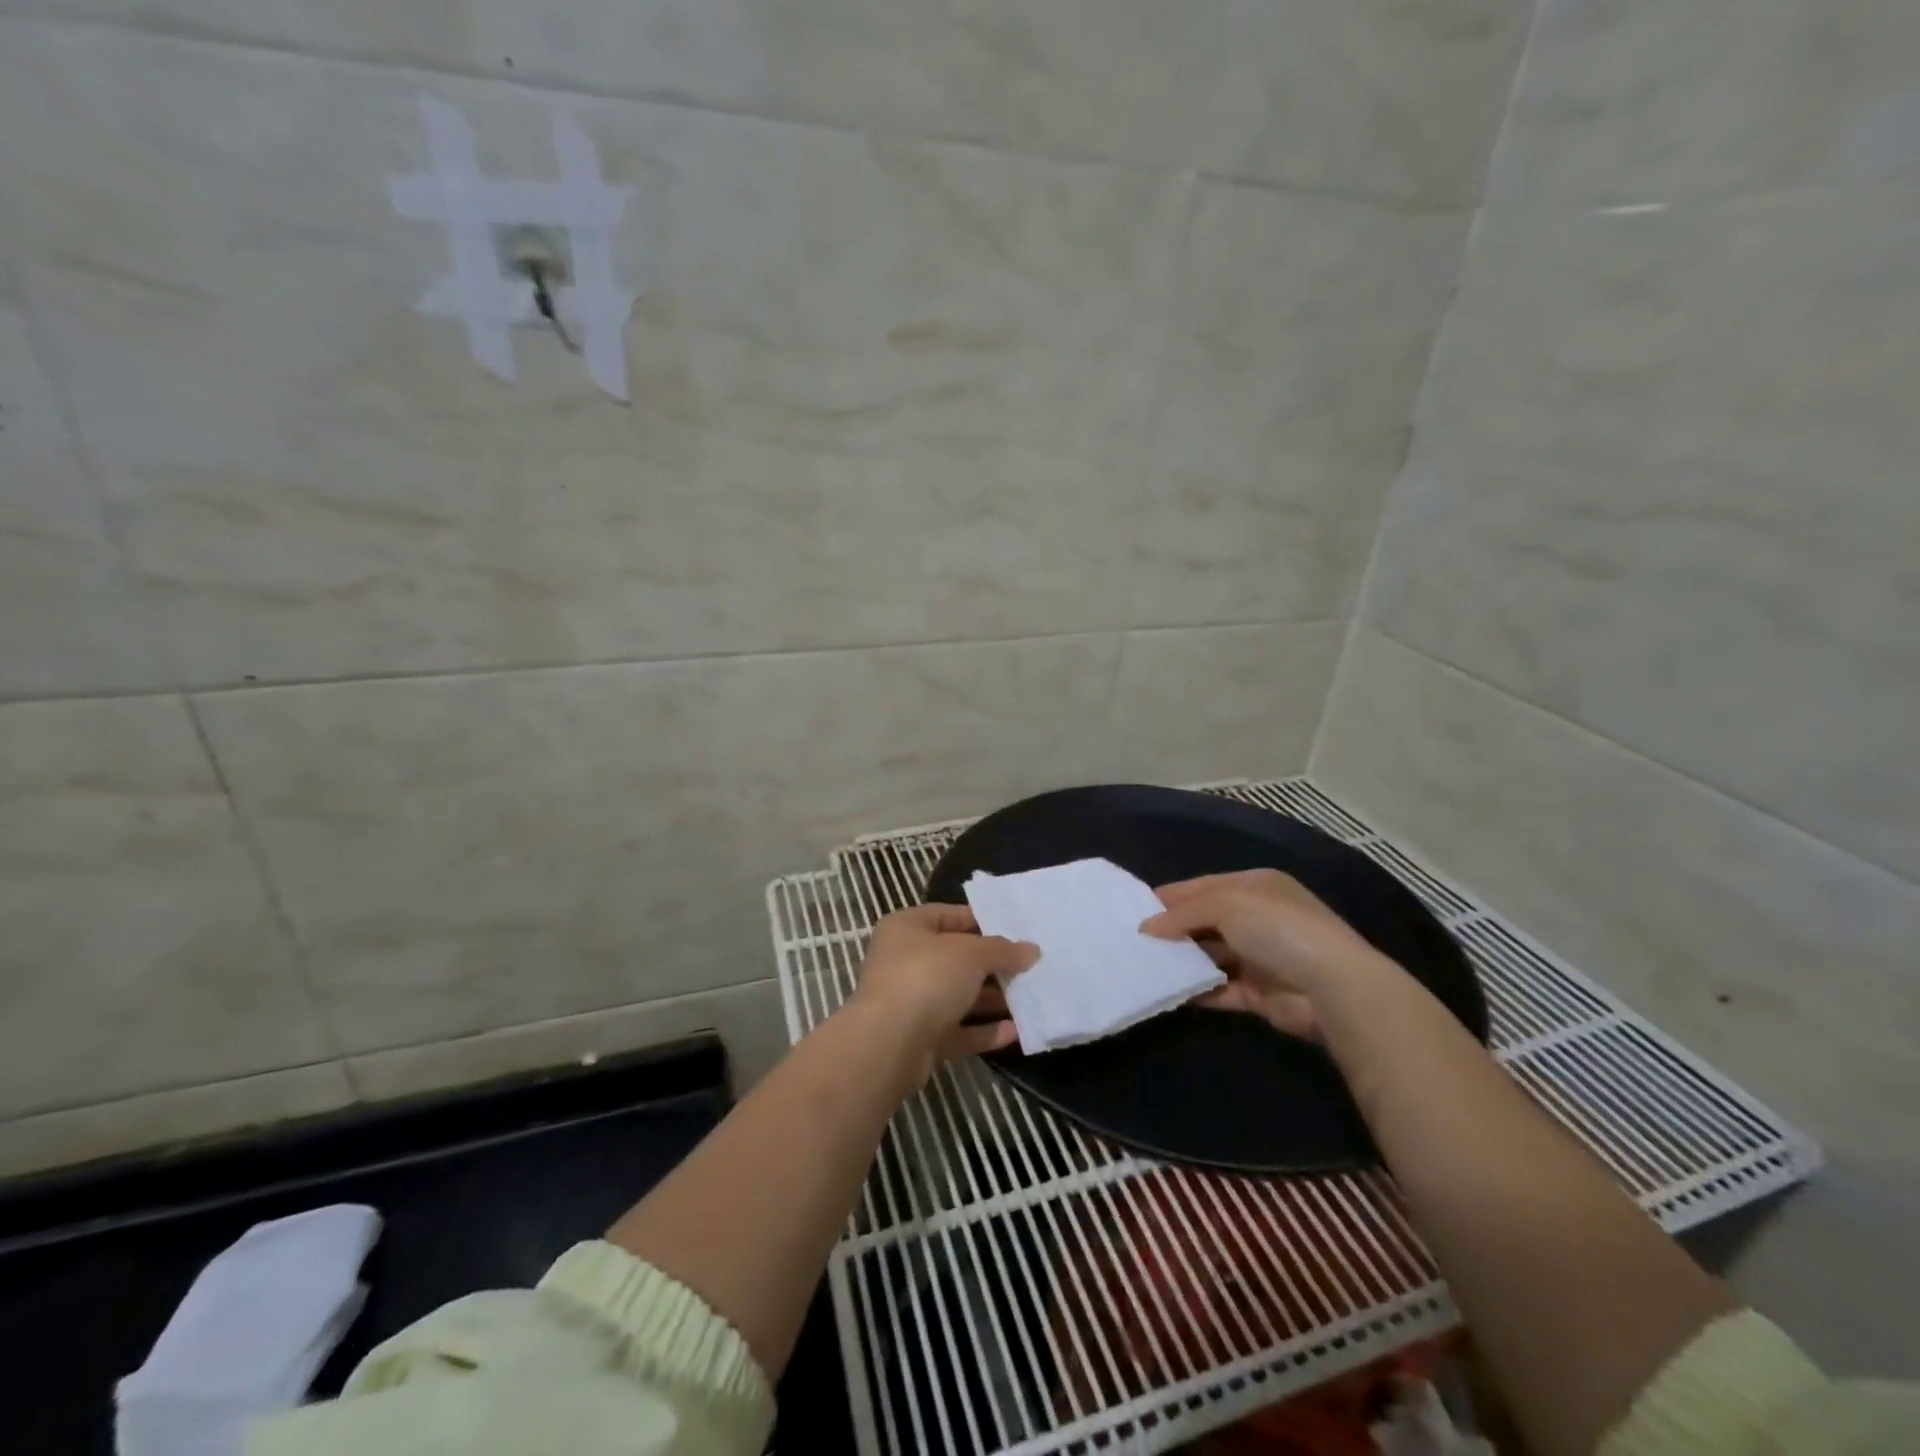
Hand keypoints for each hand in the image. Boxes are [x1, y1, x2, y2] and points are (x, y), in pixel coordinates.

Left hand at [853, 903, 1037, 1068]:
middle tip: (1030, 966)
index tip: (1017, 930)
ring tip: (1031, 998)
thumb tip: (1031, 950)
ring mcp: (910, 1002)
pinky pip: (958, 1030)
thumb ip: (1002, 950)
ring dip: (992, 999)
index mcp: (906, 928)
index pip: (949, 915)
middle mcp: (904, 961)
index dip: (983, 921)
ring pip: (958, 996)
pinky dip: (985, 1030)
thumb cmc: (926, 977)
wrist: (889, 1044)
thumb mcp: (971, 953)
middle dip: (993, 964)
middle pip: (956, 958)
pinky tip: (1017, 1031)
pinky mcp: (920, 1039)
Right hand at [1139, 870, 1400, 1039]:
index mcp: (1255, 886)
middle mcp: (1258, 918)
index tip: (1134, 909)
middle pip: (1205, 920)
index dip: (1170, 896)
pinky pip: (1220, 989)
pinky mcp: (1260, 993)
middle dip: (1172, 929)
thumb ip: (1183, 913)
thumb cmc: (1277, 929)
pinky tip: (1170, 991)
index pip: (1203, 886)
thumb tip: (1146, 928)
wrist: (1332, 987)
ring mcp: (1260, 957)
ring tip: (1144, 965)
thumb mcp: (1225, 904)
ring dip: (1183, 961)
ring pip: (1211, 955)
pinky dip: (1198, 991)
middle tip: (1133, 940)